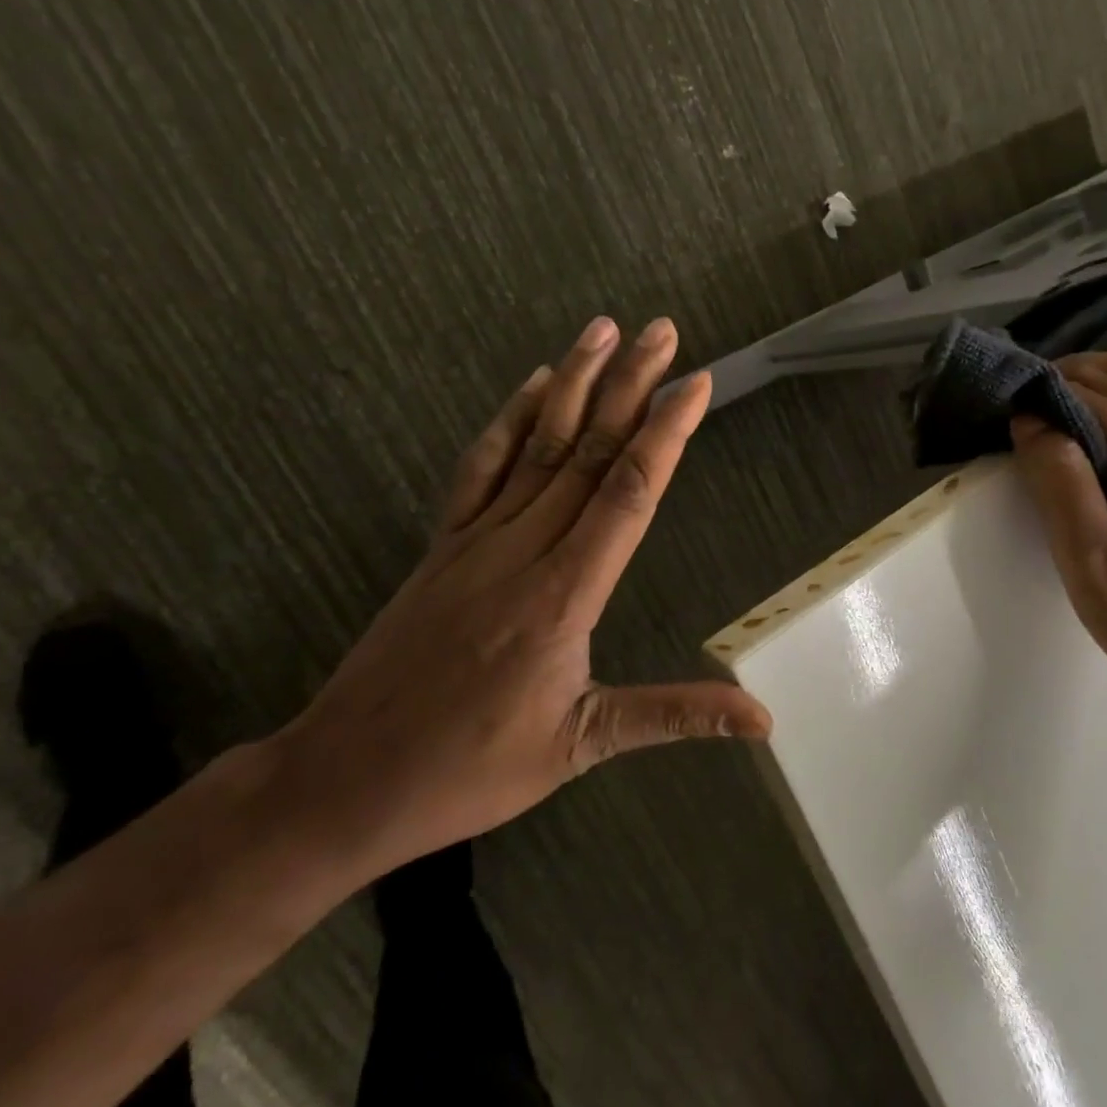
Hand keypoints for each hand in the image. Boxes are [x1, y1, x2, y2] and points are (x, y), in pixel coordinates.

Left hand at [275, 315, 771, 878]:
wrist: (346, 777)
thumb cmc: (471, 768)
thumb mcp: (580, 746)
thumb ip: (673, 715)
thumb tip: (760, 718)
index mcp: (563, 594)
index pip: (626, 493)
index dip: (665, 434)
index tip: (695, 383)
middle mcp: (523, 550)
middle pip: (587, 451)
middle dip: (630, 386)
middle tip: (662, 331)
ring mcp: (475, 540)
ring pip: (536, 446)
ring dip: (575, 384)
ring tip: (604, 330)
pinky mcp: (443, 545)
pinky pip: (480, 468)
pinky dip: (509, 419)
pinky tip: (533, 385)